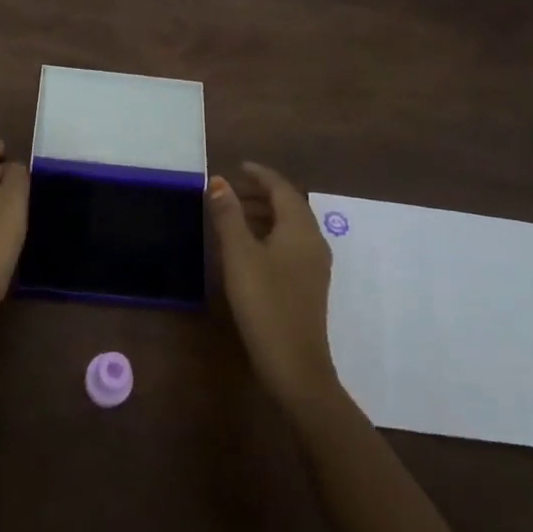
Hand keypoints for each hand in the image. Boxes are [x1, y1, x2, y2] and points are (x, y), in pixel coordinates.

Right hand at [208, 162, 339, 411]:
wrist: (295, 365)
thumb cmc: (265, 302)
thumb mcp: (239, 255)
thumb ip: (228, 215)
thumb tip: (218, 181)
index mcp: (300, 228)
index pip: (282, 188)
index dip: (260, 174)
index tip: (238, 166)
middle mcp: (313, 241)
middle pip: (289, 205)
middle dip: (261, 193)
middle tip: (231, 190)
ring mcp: (314, 265)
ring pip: (290, 225)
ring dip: (265, 213)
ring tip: (234, 214)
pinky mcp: (309, 284)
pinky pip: (291, 244)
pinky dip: (270, 233)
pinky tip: (249, 247)